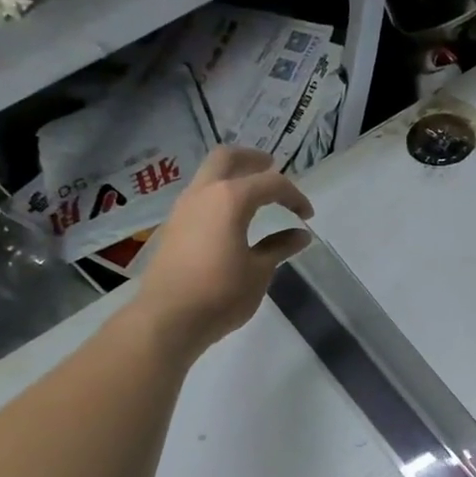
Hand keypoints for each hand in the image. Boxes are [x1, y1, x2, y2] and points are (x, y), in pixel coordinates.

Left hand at [134, 147, 312, 348]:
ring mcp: (184, 208)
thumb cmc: (221, 293)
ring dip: (234, 177)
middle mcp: (204, 194)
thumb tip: (300, 235)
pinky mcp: (174, 226)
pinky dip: (220, 196)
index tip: (307, 215)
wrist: (168, 318)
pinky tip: (233, 218)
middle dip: (253, 160)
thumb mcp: (259, 271)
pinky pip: (200, 197)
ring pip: (209, 175)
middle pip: (227, 158)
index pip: (271, 183)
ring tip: (256, 195)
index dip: (294, 195)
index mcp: (230, 199)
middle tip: (273, 169)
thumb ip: (280, 247)